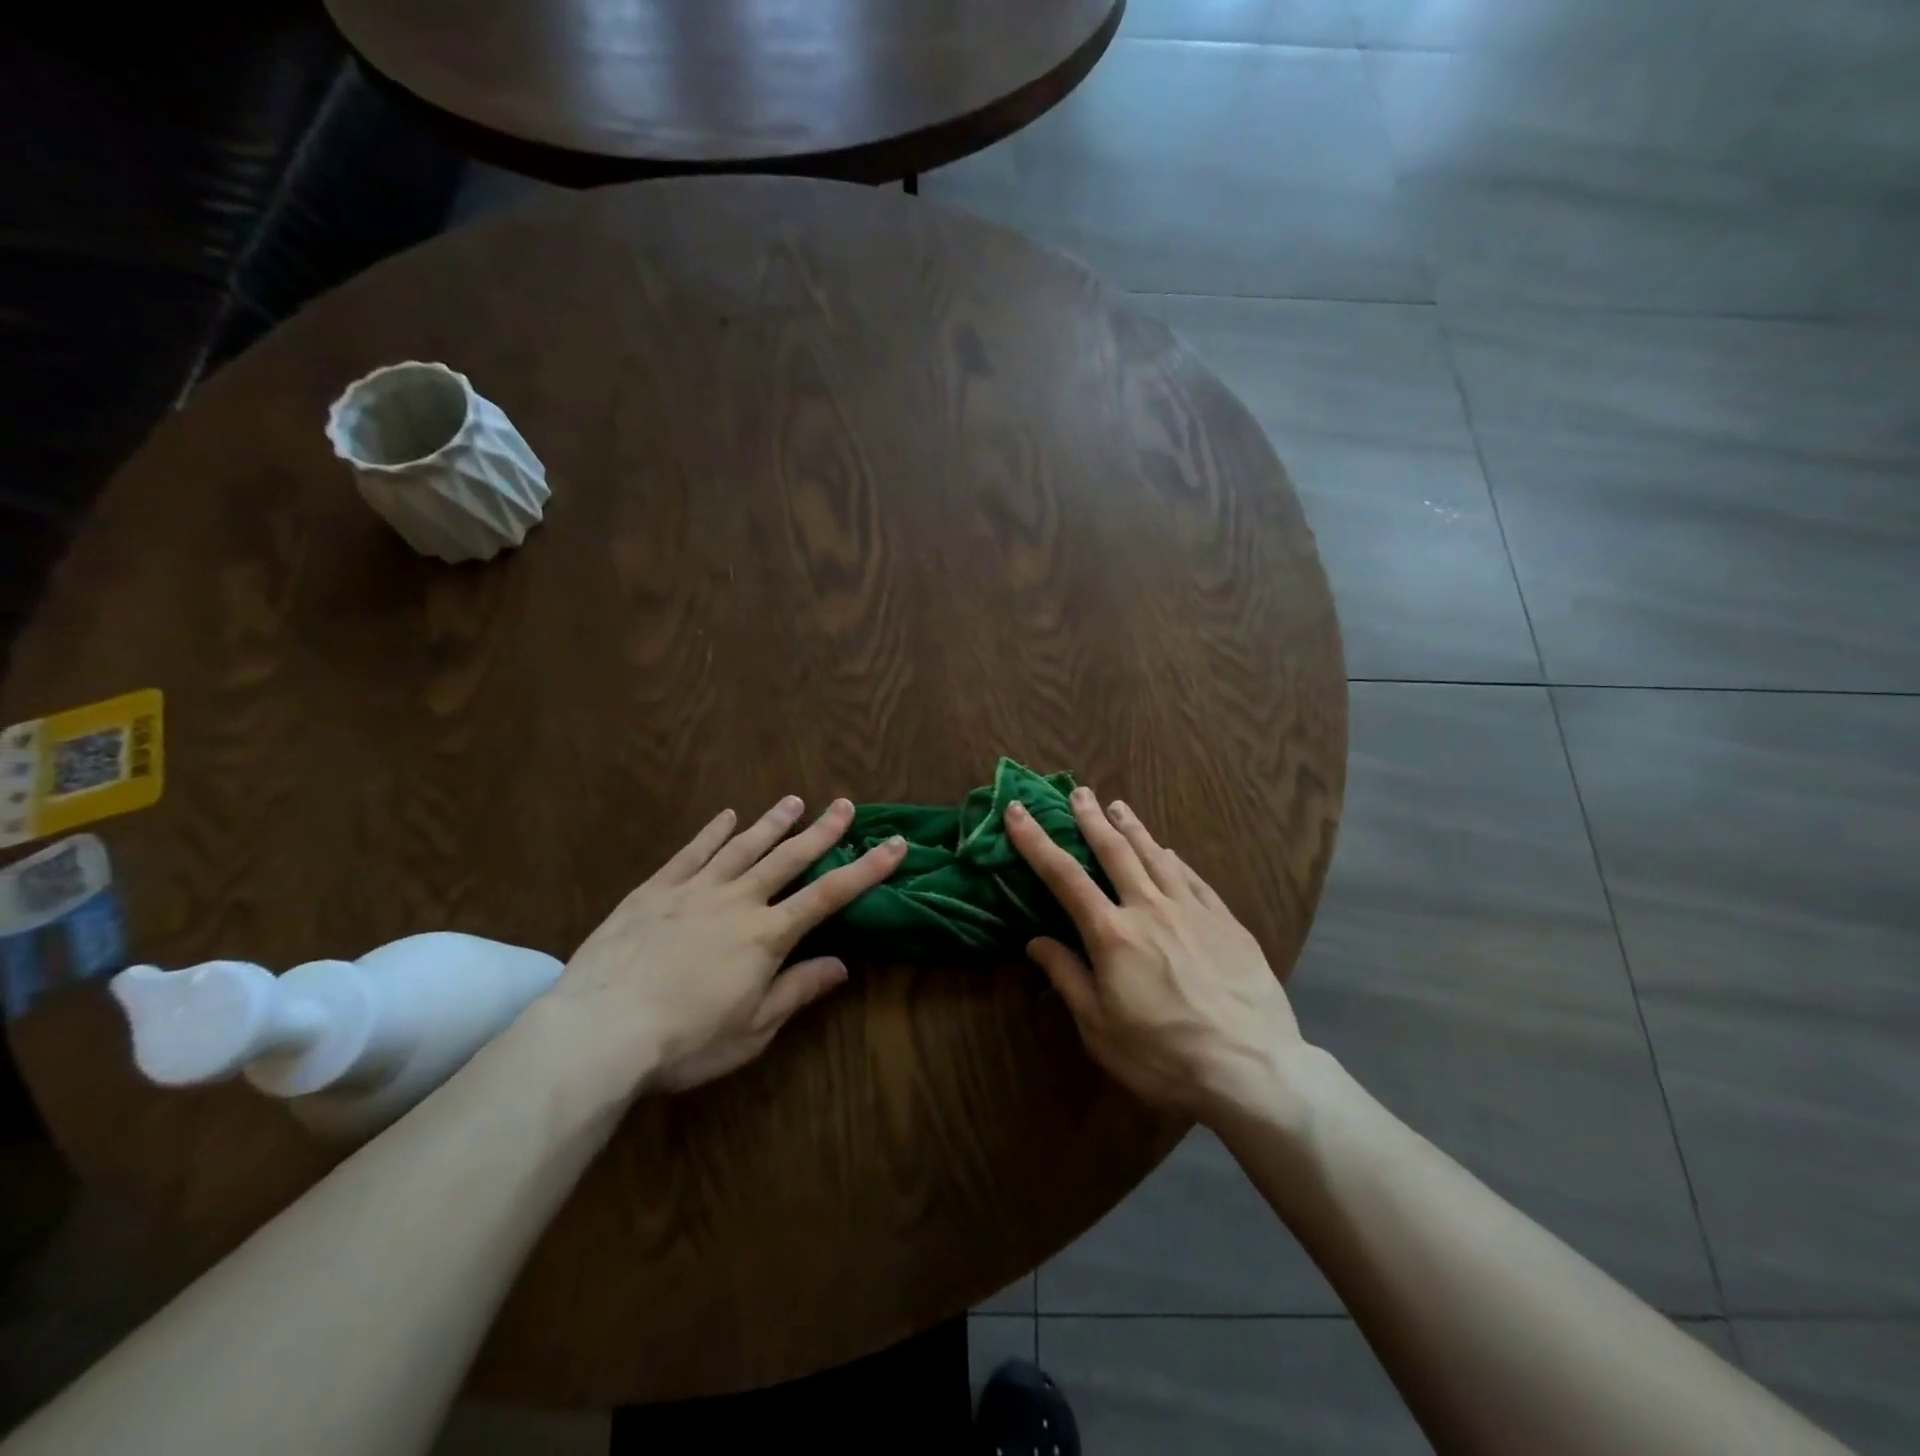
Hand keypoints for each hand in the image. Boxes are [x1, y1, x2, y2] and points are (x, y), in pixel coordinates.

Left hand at [540, 797, 906, 1097]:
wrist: (598, 1031)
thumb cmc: (684, 1041)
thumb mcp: (752, 1030)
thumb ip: (797, 991)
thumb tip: (843, 965)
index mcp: (766, 936)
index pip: (829, 895)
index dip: (866, 869)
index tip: (895, 844)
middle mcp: (738, 901)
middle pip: (789, 858)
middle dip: (822, 831)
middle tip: (845, 805)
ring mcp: (694, 889)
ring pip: (744, 846)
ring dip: (772, 823)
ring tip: (794, 801)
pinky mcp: (656, 889)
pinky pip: (692, 852)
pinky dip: (713, 832)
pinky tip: (726, 816)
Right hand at [1005, 789, 1303, 1122]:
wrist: (1251, 1068)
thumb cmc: (1163, 1056)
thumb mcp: (1099, 1029)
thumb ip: (1067, 978)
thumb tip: (1036, 941)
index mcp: (1112, 934)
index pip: (1064, 876)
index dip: (1036, 841)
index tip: (1018, 811)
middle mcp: (1149, 909)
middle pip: (1114, 852)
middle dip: (1091, 819)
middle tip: (1078, 791)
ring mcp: (1192, 911)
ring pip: (1156, 856)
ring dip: (1133, 828)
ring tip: (1118, 805)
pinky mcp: (1226, 921)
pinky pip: (1193, 878)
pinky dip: (1175, 859)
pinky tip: (1170, 851)